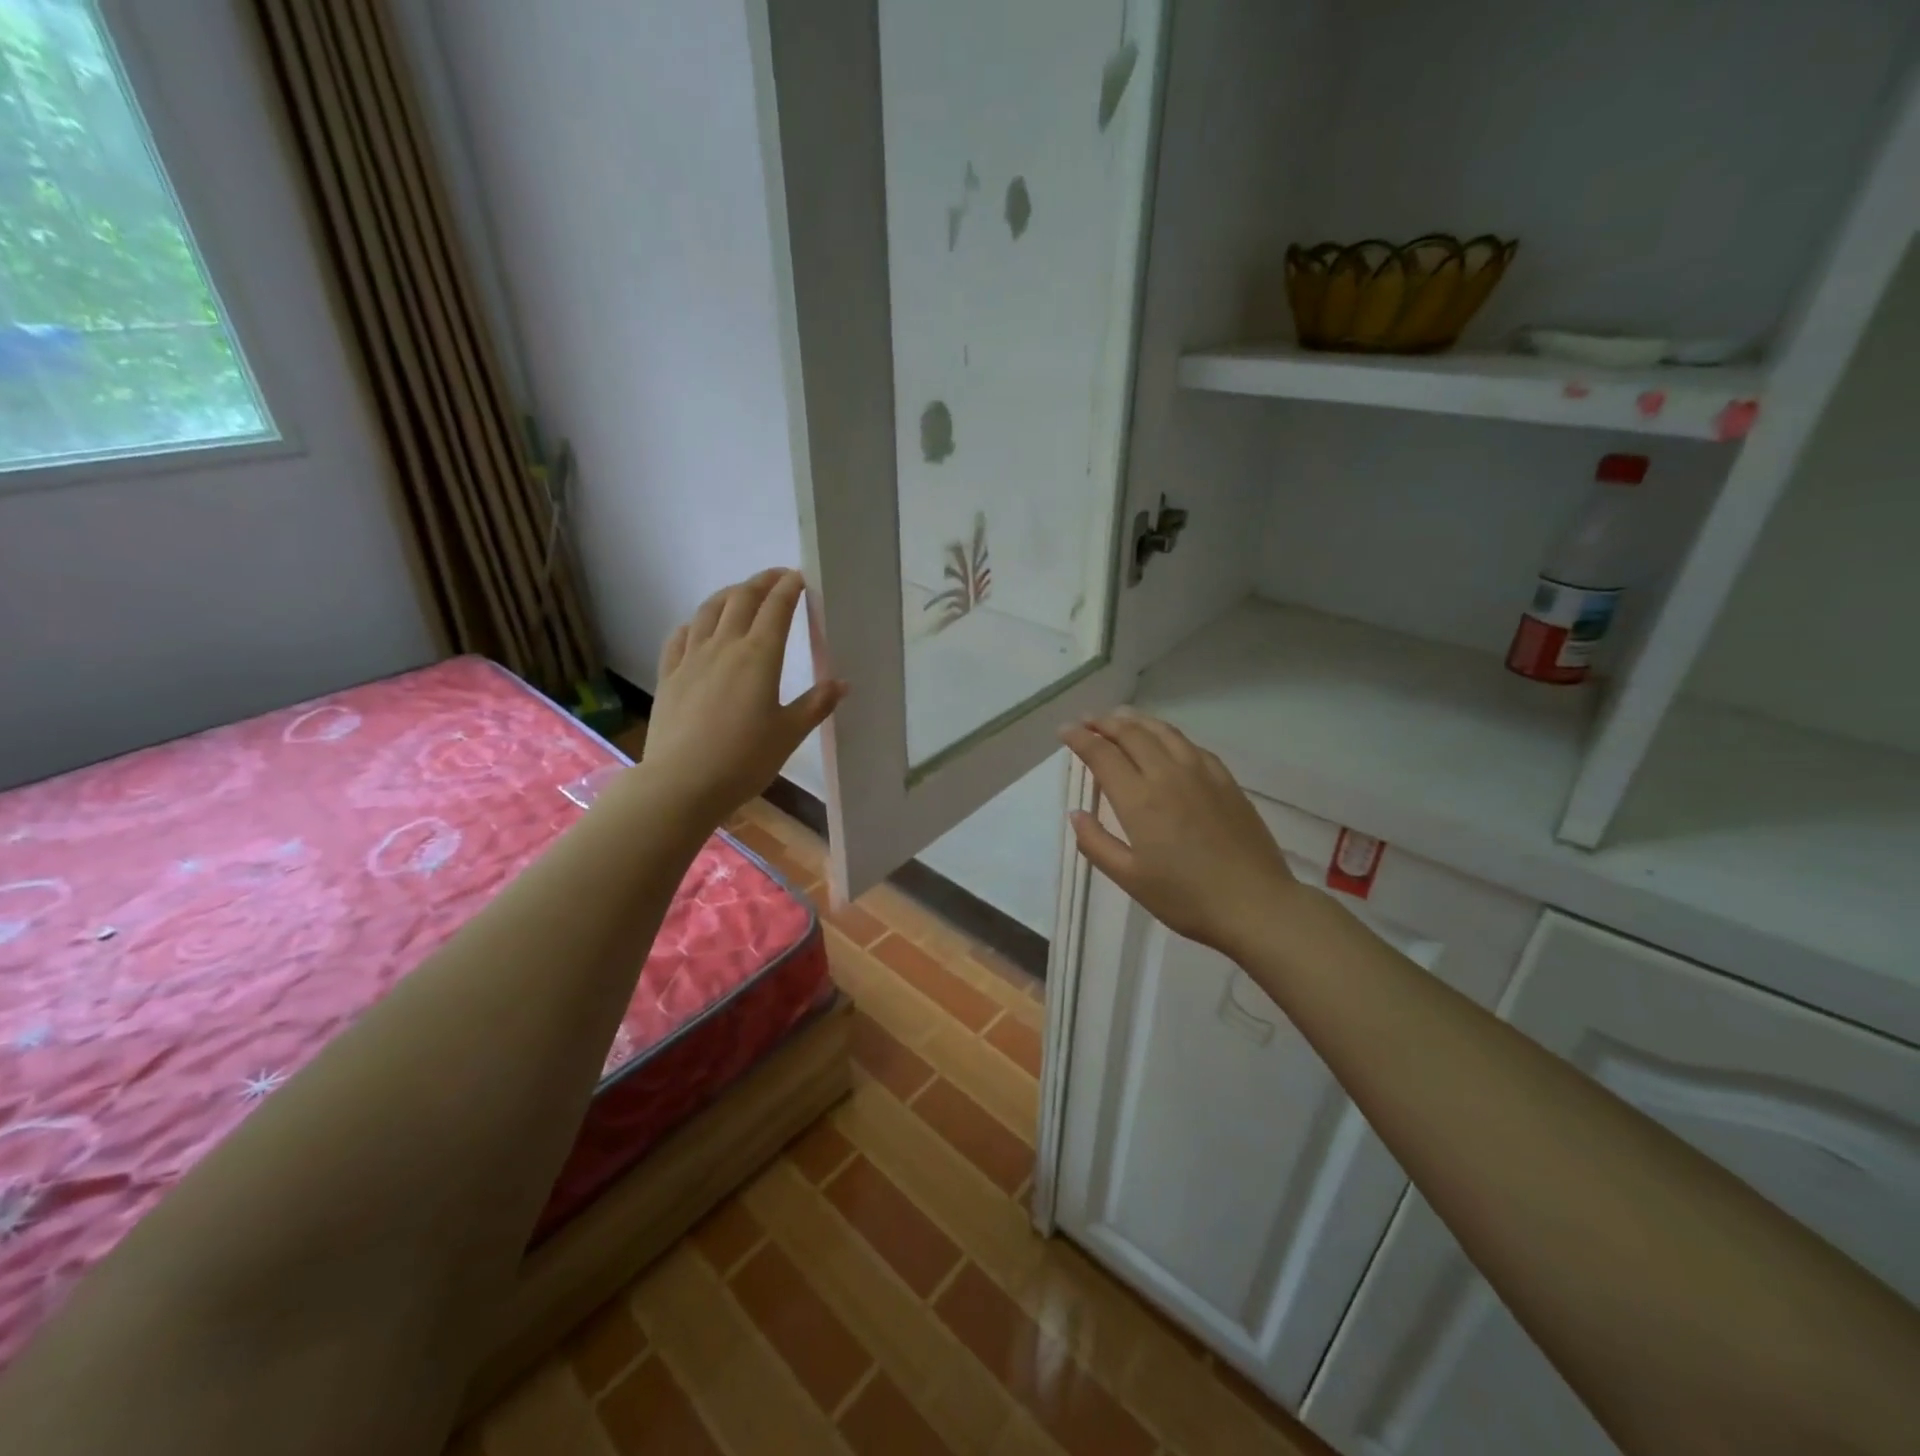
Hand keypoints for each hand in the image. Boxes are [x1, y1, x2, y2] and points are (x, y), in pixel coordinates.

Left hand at [638, 569, 845, 825]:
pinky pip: (681, 636)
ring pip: (709, 610)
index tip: (800, 577)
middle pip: (742, 599)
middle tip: (777, 578)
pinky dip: (696, 622)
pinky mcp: (670, 675)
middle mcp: (724, 646)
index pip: (776, 608)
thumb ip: (816, 704)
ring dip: (728, 594)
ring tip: (741, 593)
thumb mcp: (789, 734)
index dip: (789, 588)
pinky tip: (700, 627)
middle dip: (761, 582)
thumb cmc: (744, 760)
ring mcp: (691, 658)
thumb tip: (842, 683)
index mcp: (759, 656)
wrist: (682, 783)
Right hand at [1060, 709, 1299, 955]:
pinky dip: (1168, 734)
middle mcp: (1167, 775)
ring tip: (1120, 717)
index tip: (1065, 730)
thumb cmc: (1186, 897)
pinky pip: (1191, 745)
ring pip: (1163, 732)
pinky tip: (1166, 740)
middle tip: (1087, 720)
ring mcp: (1201, 773)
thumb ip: (1096, 843)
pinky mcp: (1225, 780)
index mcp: (1139, 799)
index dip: (1080, 738)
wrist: (1255, 904)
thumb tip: (1076, 813)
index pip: (1102, 754)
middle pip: (1131, 734)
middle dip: (1104, 723)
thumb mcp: (1130, 878)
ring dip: (1136, 721)